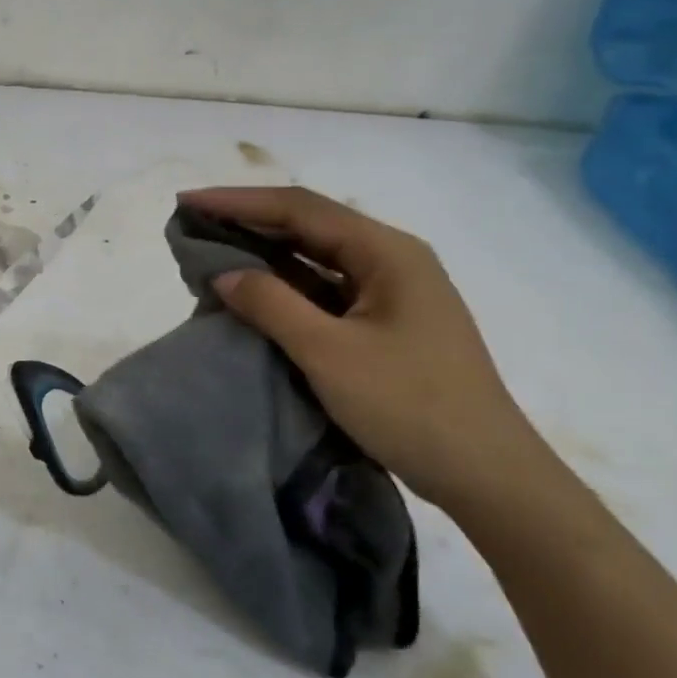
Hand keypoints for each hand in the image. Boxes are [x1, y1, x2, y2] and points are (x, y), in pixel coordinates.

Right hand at [179, 186, 543, 510]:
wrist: (488, 476)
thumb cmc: (411, 407)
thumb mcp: (329, 353)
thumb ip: (272, 304)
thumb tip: (223, 273)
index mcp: (387, 252)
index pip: (300, 209)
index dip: (238, 201)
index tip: (187, 201)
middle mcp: (393, 260)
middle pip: (310, 225)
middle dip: (249, 220)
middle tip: (193, 223)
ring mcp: (393, 292)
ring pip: (317, 257)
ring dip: (265, 251)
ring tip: (212, 251)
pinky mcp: (387, 323)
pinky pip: (326, 289)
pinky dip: (285, 285)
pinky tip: (254, 292)